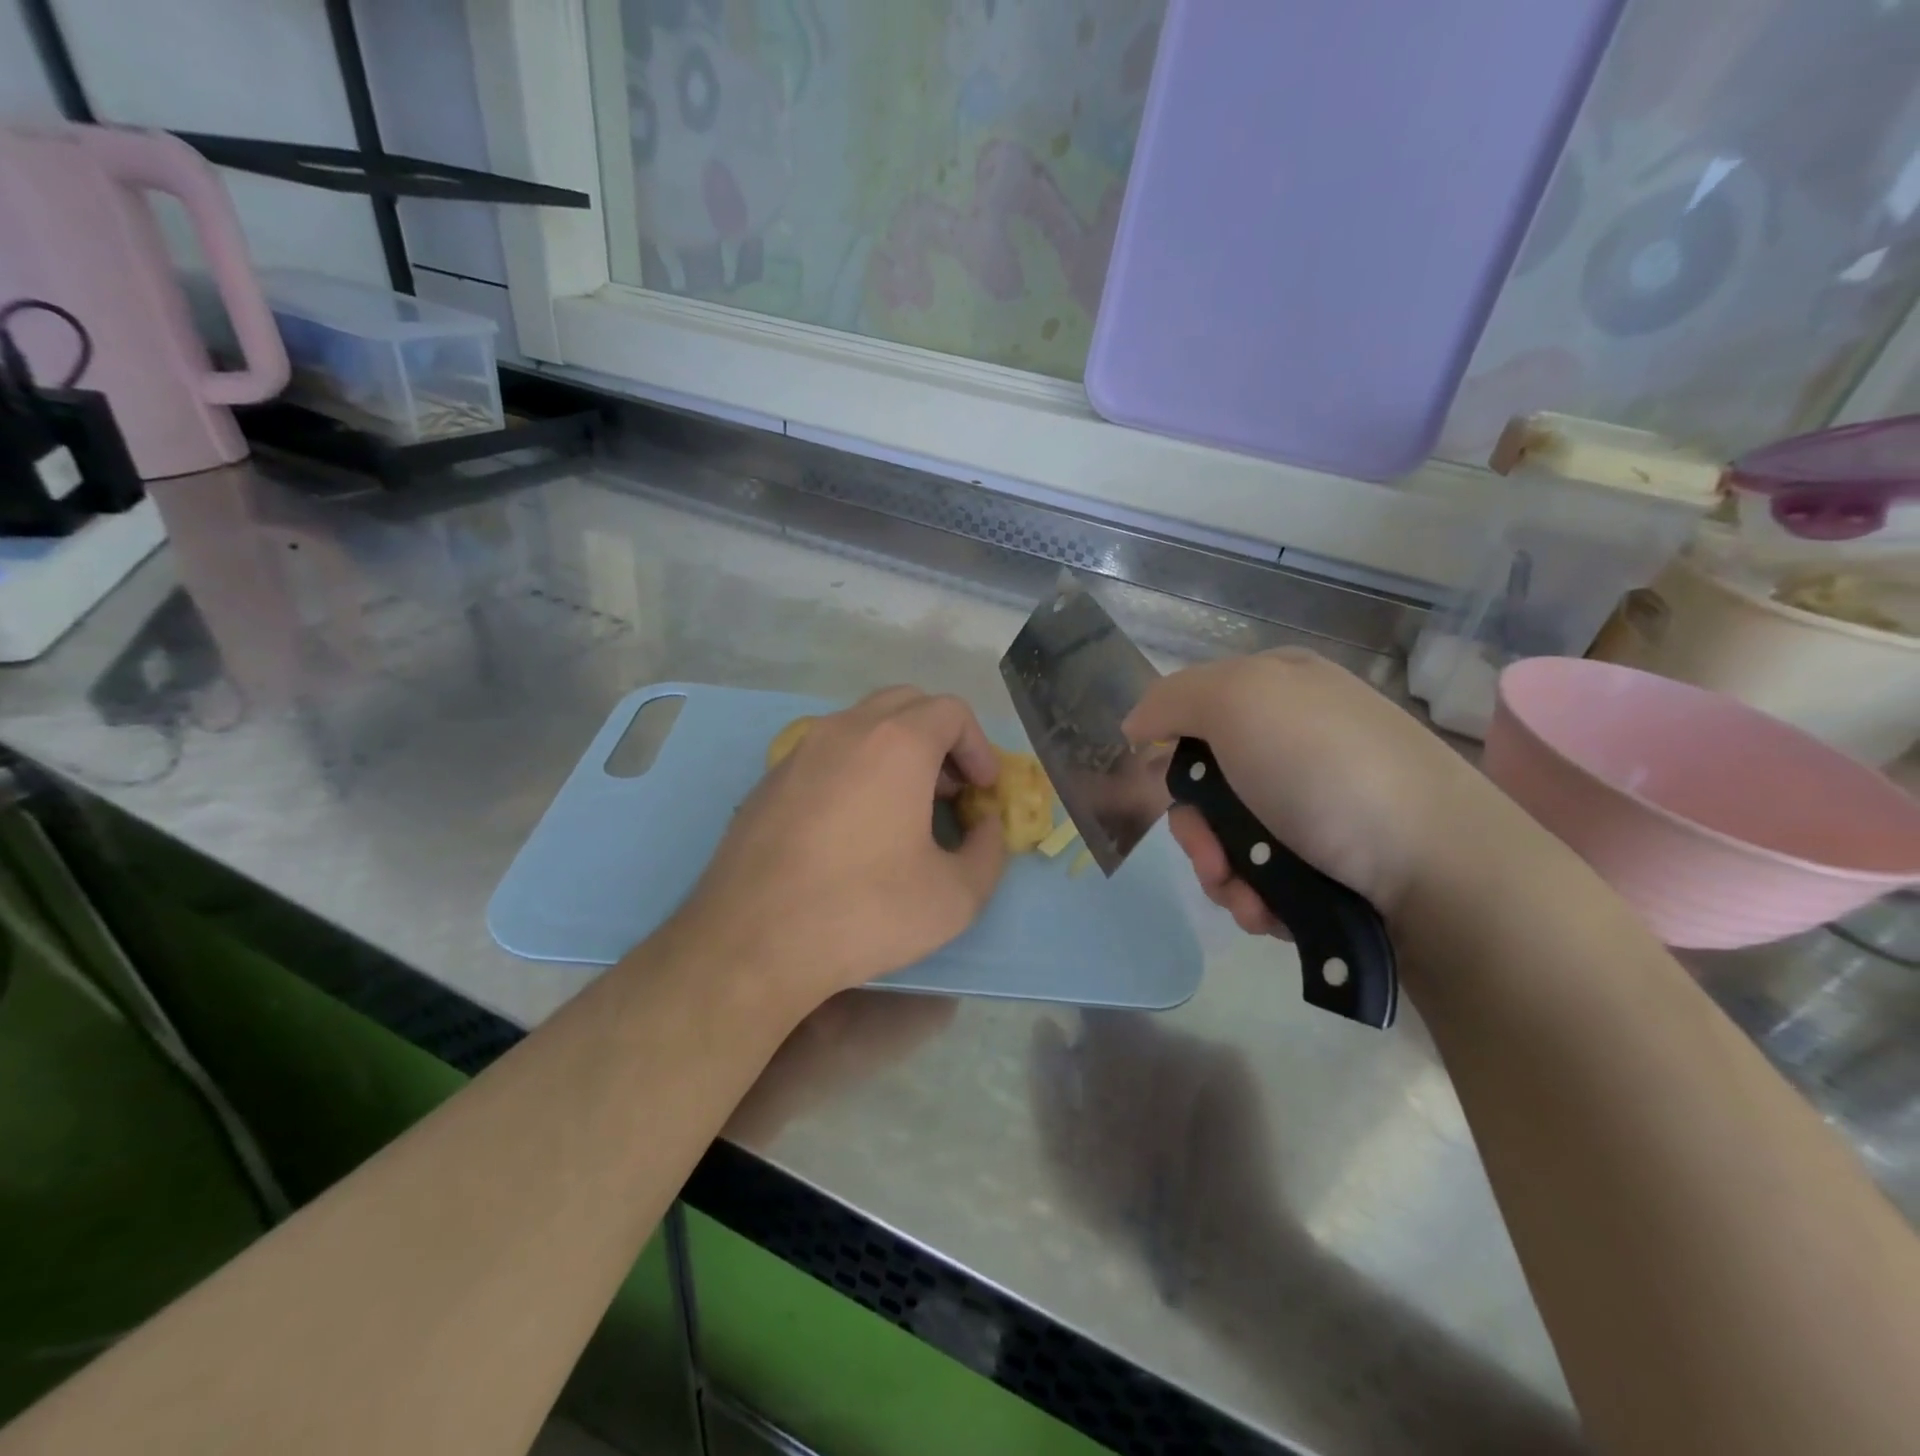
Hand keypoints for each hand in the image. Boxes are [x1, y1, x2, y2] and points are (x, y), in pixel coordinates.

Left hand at [675, 687, 1007, 1015]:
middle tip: (950, 790)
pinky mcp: (769, 780)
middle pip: (906, 704)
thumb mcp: (955, 897)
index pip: (951, 711)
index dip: (978, 746)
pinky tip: (853, 825)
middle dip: (939, 739)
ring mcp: (800, 751)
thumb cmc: (864, 912)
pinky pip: (826, 753)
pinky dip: (856, 768)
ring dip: (896, 750)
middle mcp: (845, 730)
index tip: (984, 790)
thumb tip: (986, 828)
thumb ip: (989, 853)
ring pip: (861, 724)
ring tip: (905, 808)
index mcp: (896, 744)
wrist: (751, 942)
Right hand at [1123, 649, 1495, 933]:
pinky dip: (1257, 896)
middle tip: (1213, 857)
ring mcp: (1319, 802)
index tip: (1165, 789)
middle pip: (1206, 785)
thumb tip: (1136, 726)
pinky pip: (1266, 875)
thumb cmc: (1327, 771)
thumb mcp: (1239, 701)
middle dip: (1197, 831)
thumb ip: (1173, 699)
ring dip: (1223, 874)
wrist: (1441, 870)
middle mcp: (1299, 739)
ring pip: (1230, 839)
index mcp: (1280, 688)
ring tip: (1248, 898)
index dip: (1171, 752)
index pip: (1194, 711)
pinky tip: (1272, 911)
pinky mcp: (1336, 859)